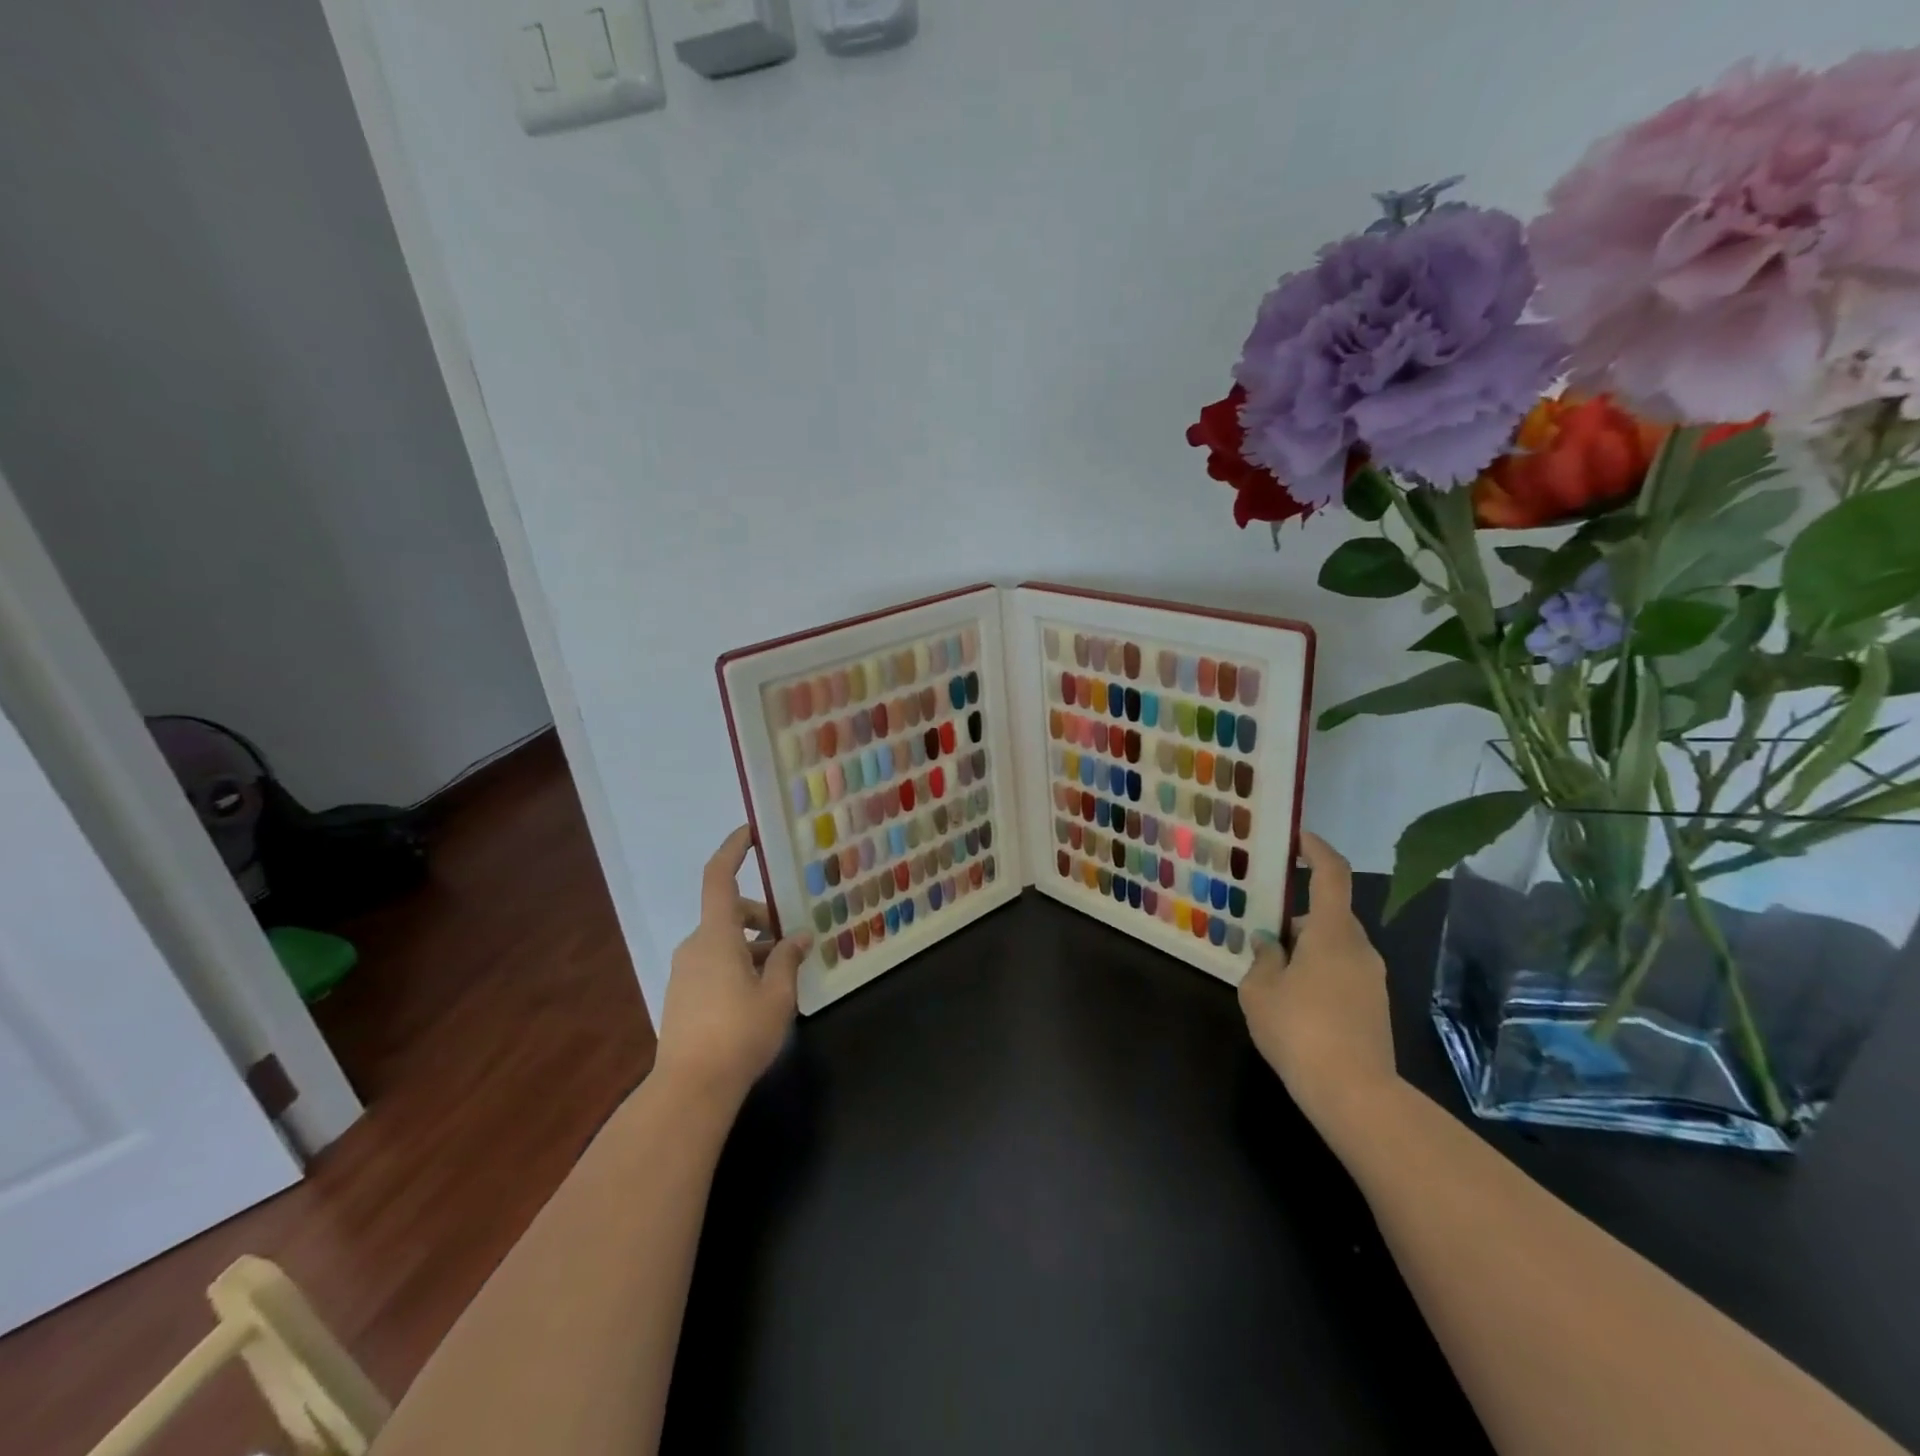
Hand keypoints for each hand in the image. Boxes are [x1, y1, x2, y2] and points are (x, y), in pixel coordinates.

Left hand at [653, 826, 810, 1110]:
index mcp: (716, 936)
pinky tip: (759, 996)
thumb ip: (788, 959)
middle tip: (794, 938)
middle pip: (729, 914)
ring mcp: (684, 972)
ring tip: (783, 974)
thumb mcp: (776, 994)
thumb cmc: (739, 1034)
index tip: (751, 832)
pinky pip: (713, 964)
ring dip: (753, 946)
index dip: (733, 850)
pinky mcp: (681, 996)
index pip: (719, 878)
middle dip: (762, 918)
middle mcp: (694, 946)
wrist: (690, 1090)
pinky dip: (738, 965)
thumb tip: (799, 936)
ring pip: (722, 942)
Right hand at [1237, 831, 1399, 1143]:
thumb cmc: (1300, 1030)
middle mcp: (1359, 947)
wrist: (1356, 1095)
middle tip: (1262, 924)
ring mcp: (1372, 978)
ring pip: (1336, 944)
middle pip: (1330, 913)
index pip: (1332, 875)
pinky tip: (1293, 998)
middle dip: (1297, 914)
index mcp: (1331, 932)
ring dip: (1307, 946)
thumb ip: (1263, 959)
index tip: (1297, 838)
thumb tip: (1271, 945)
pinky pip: (1343, 970)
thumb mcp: (1260, 990)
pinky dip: (1319, 970)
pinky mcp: (1375, 1006)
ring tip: (1271, 967)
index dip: (1316, 849)